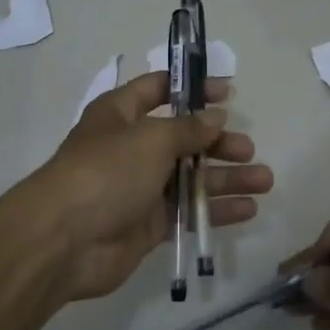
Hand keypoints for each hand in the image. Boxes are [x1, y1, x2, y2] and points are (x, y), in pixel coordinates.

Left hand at [30, 72, 272, 301]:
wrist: (64, 241)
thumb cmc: (107, 172)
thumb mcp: (151, 139)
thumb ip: (188, 129)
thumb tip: (216, 117)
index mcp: (120, 114)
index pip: (159, 89)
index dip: (193, 89)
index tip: (229, 94)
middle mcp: (130, 147)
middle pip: (182, 138)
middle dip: (217, 141)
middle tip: (248, 148)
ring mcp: (139, 188)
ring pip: (191, 177)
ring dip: (227, 177)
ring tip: (265, 180)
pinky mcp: (148, 224)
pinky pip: (188, 212)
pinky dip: (216, 209)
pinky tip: (249, 209)